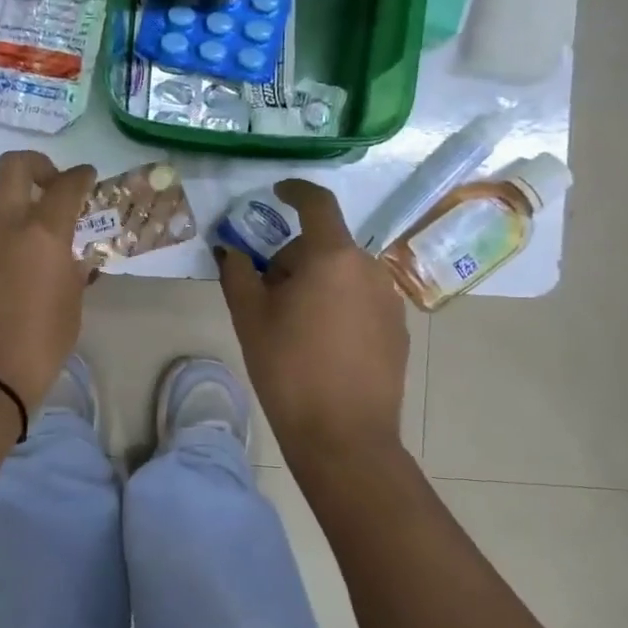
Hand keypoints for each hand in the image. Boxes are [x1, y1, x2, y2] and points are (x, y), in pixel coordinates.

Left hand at [0, 150, 96, 410]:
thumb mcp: (70, 308)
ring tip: (20, 211)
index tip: (86, 176)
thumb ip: (73, 273)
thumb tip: (73, 259)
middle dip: (37, 164)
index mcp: (44, 233)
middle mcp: (6, 222)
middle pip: (14, 165)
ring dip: (7, 190)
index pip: (67, 186)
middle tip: (50, 183)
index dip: (81, 176)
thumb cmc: (38, 346)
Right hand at [216, 179, 409, 466]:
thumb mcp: (250, 317)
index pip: (317, 203)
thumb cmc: (288, 369)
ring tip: (293, 325)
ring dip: (317, 283)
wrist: (344, 436)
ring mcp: (389, 299)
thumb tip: (230, 249)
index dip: (295, 191)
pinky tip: (322, 345)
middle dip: (293, 259)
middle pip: (324, 245)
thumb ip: (237, 272)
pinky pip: (360, 299)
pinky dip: (338, 305)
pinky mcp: (398, 329)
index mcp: (332, 257)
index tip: (277, 193)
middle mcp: (369, 268)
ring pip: (343, 273)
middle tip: (266, 294)